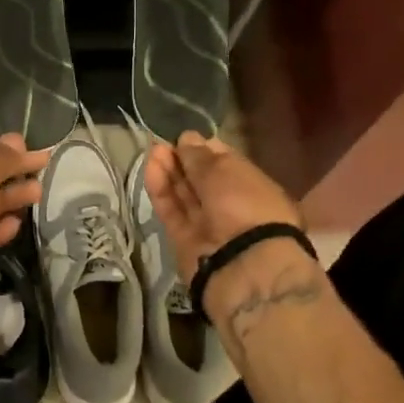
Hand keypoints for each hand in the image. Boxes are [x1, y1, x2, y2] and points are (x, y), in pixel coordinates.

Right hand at [144, 131, 308, 291]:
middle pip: (201, 179)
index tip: (185, 137)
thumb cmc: (244, 204)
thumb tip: (187, 138)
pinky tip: (151, 168)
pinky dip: (161, 190)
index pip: (225, 163)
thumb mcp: (224, 170)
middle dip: (183, 159)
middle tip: (164, 142)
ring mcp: (207, 225)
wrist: (244, 266)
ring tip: (154, 150)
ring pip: (184, 194)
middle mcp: (230, 206)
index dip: (205, 148)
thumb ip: (199, 155)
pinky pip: (172, 211)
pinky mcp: (184, 240)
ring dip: (169, 171)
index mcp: (252, 187)